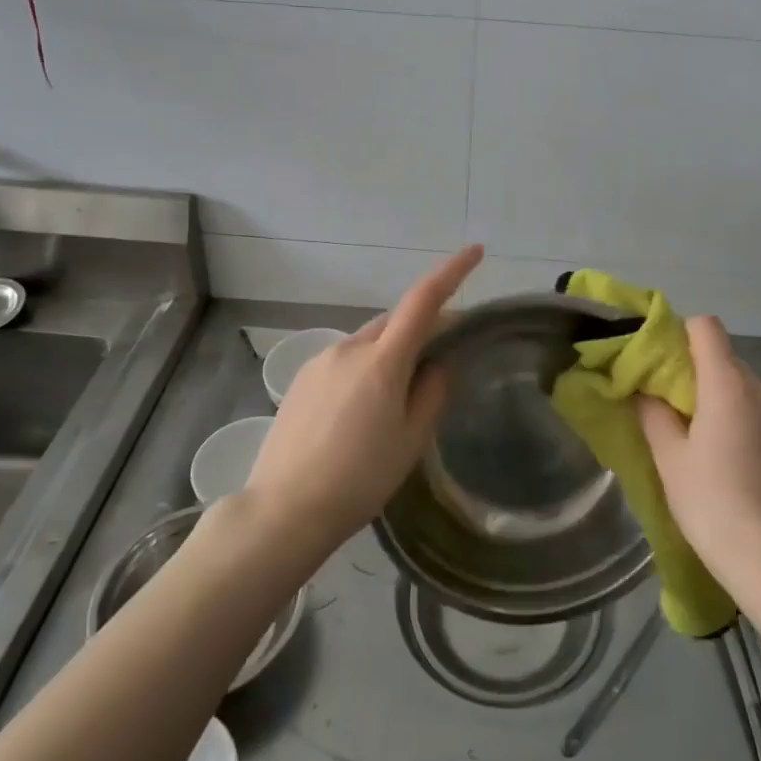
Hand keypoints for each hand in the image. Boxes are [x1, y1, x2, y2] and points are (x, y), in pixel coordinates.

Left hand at [243, 245, 482, 561]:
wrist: (285, 509)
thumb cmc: (360, 479)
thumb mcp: (411, 440)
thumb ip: (433, 392)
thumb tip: (443, 361)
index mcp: (382, 361)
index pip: (423, 300)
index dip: (452, 272)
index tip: (475, 251)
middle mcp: (349, 348)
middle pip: (395, 321)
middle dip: (422, 325)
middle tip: (443, 354)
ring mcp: (320, 361)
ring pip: (368, 341)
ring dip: (391, 352)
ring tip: (397, 399)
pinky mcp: (300, 379)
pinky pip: (344, 359)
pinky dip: (364, 367)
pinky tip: (361, 410)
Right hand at [636, 316, 760, 600]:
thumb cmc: (713, 503)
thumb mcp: (670, 458)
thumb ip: (653, 414)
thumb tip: (643, 389)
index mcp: (728, 385)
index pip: (706, 327)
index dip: (679, 334)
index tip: (658, 362)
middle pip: (724, 358)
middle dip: (694, 371)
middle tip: (668, 406)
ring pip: (743, 387)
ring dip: (718, 398)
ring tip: (698, 439)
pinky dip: (740, 420)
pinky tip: (729, 460)